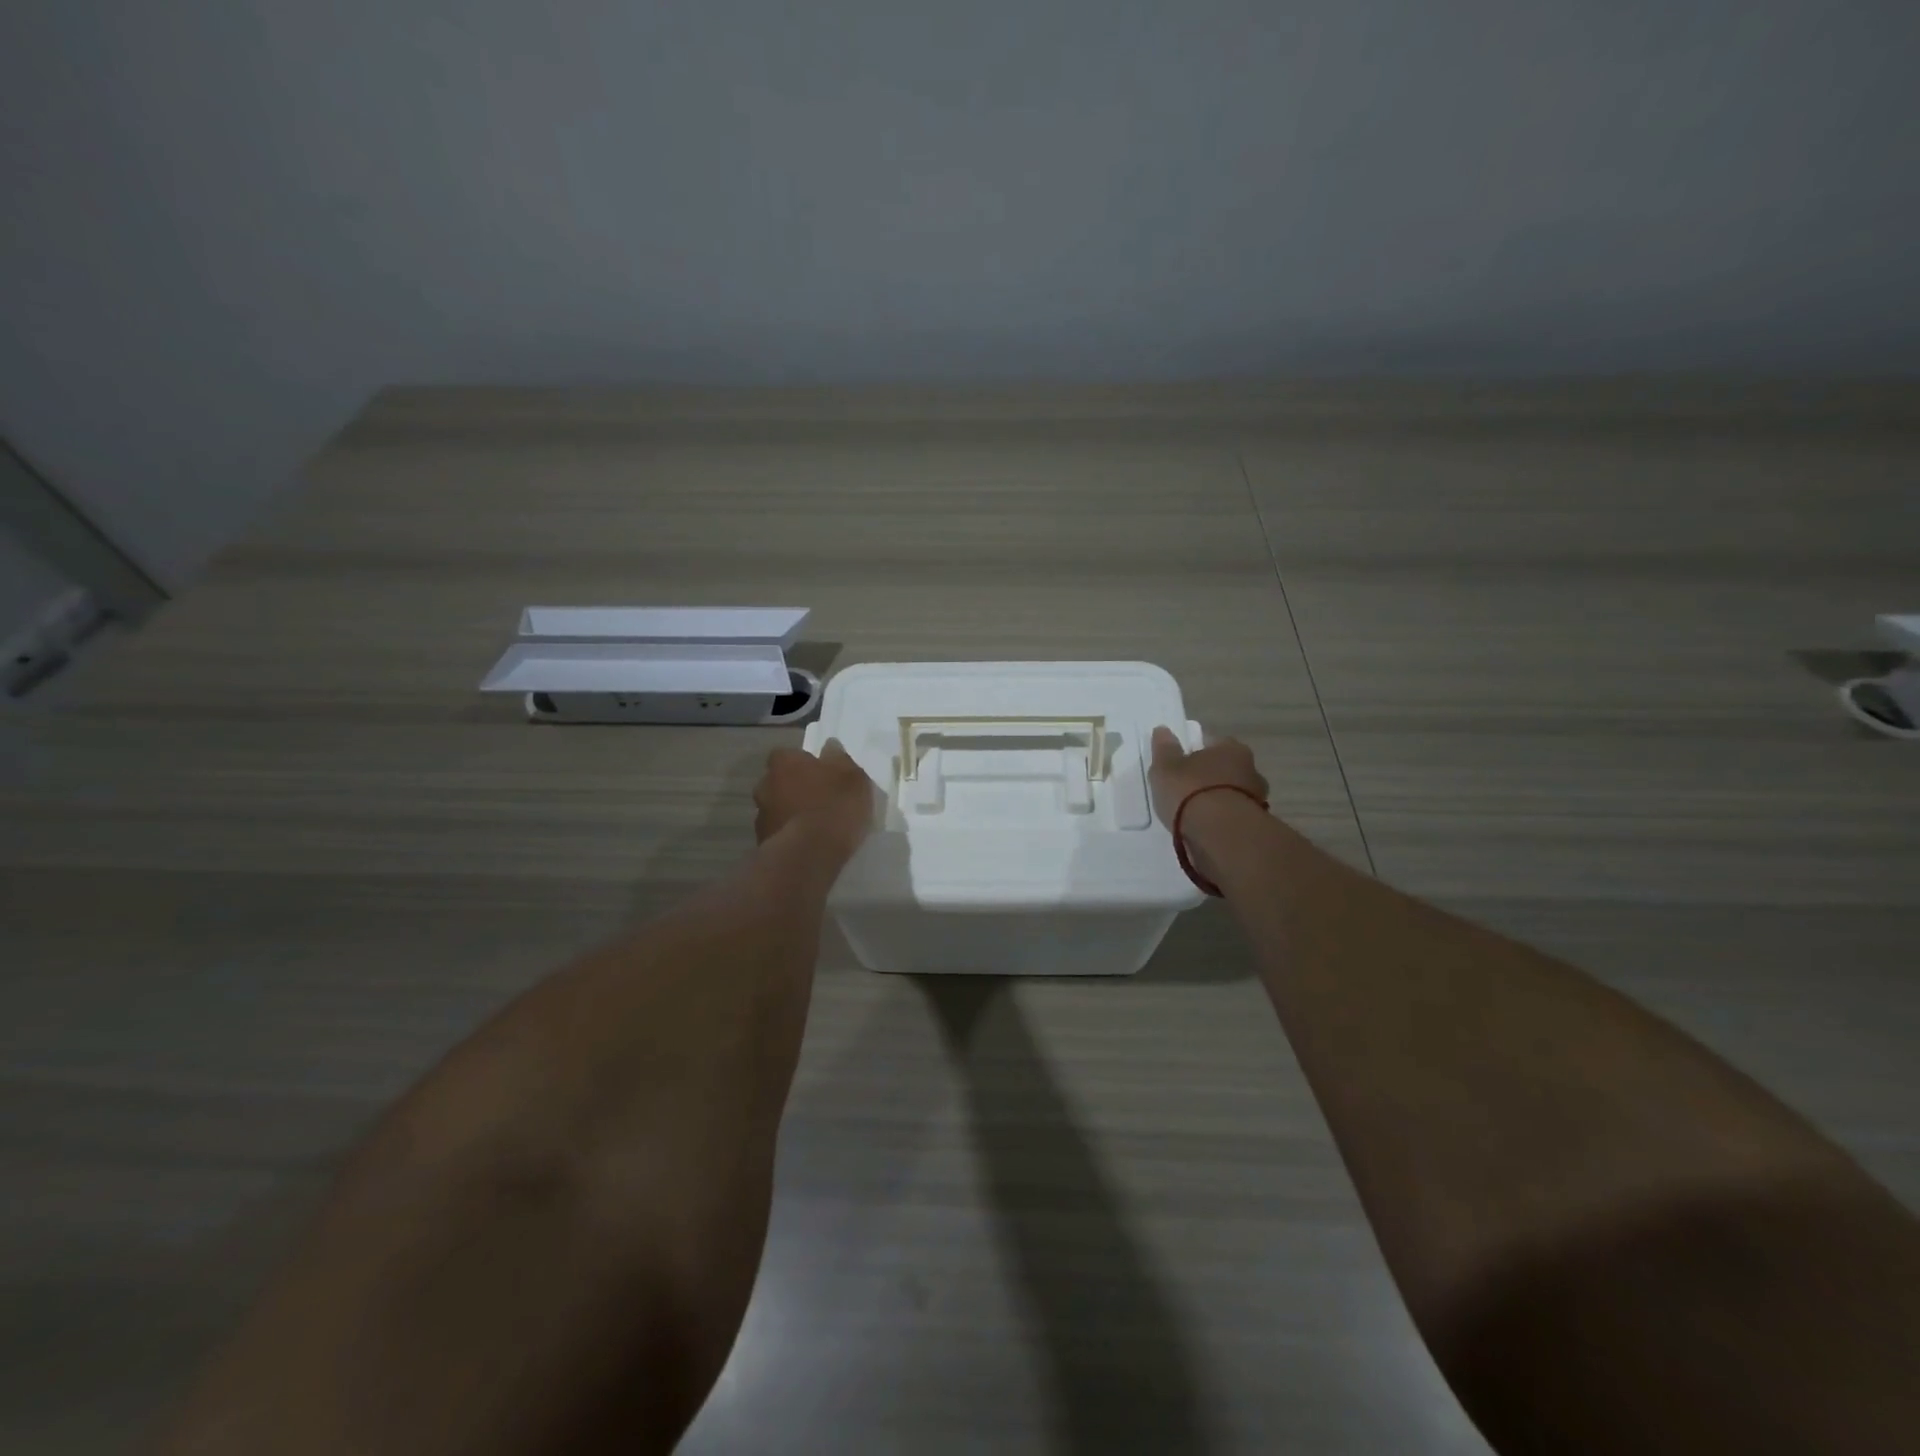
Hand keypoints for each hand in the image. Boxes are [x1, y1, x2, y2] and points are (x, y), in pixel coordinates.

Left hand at [754, 740, 875, 855]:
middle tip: (818, 799)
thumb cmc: (834, 806)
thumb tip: (830, 747)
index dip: (804, 763)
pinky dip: (790, 835)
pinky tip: (808, 844)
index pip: (788, 755)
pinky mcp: (762, 844)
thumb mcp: (852, 778)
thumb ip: (840, 760)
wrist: (810, 854)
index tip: (821, 773)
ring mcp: (761, 816)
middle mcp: (765, 784)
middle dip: (795, 788)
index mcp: (784, 763)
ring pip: (777, 808)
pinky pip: (779, 833)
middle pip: (780, 781)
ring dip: (791, 812)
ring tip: (815, 826)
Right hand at [1148, 726, 1268, 828]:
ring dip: (1217, 800)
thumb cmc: (1191, 792)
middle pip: (1225, 769)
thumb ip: (1164, 749)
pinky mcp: (1255, 825)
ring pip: (1231, 794)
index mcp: (1231, 748)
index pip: (1212, 743)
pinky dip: (1221, 820)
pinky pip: (1233, 816)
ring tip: (1194, 813)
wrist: (1221, 835)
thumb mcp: (1166, 768)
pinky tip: (1205, 828)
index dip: (1194, 752)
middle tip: (1185, 789)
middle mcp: (1251, 769)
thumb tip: (1163, 730)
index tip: (1179, 764)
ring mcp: (1257, 798)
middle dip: (1209, 777)